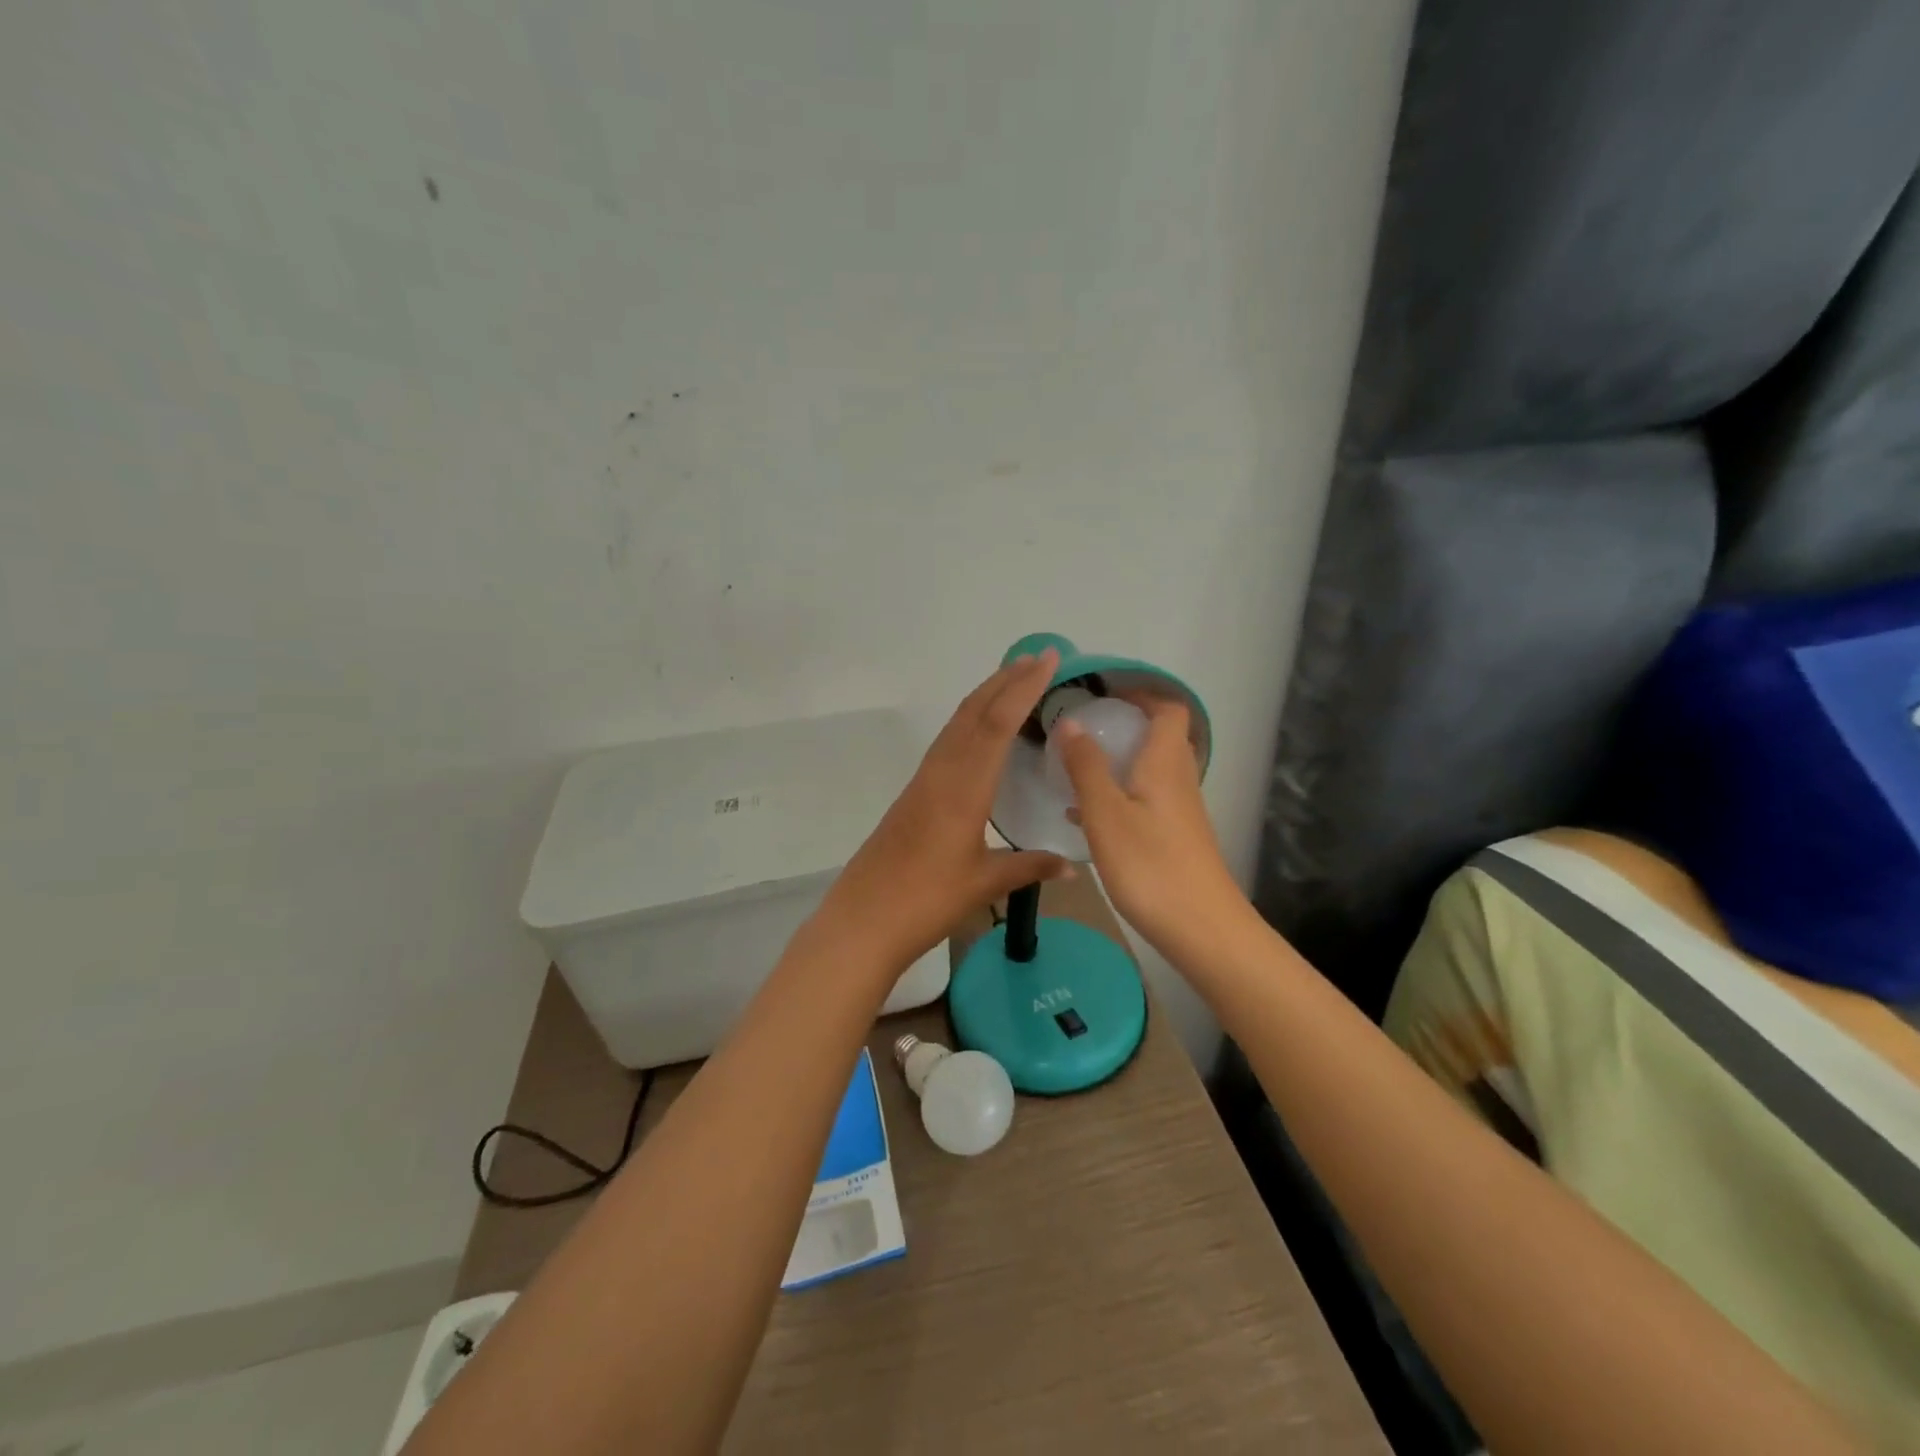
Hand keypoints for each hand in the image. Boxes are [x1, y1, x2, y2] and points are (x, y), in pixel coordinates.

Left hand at [815, 651, 1073, 974]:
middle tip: (1036, 658)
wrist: (864, 919)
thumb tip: (1071, 866)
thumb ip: (1029, 868)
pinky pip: (947, 742)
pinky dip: (970, 722)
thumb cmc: (927, 900)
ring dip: (985, 697)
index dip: (1024, 688)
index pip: (998, 724)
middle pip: (974, 712)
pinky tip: (980, 732)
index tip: (1047, 660)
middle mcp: (942, 772)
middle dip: (1005, 680)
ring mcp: (924, 781)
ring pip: (957, 724)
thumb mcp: (984, 883)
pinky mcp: (914, 793)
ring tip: (1012, 681)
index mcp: (964, 787)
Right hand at [1055, 695, 1244, 956]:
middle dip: (1126, 725)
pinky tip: (1084, 816)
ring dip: (1119, 761)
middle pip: (1161, 737)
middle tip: (1085, 728)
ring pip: (1151, 770)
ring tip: (1076, 767)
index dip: (1142, 693)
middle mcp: (1178, 780)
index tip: (1105, 693)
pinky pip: (1145, 800)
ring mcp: (1180, 811)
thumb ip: (1086, 766)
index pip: (1168, 709)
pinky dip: (1118, 795)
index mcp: (1165, 763)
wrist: (1202, 929)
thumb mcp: (1106, 813)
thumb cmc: (1150, 865)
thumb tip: (1072, 721)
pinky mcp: (1175, 838)